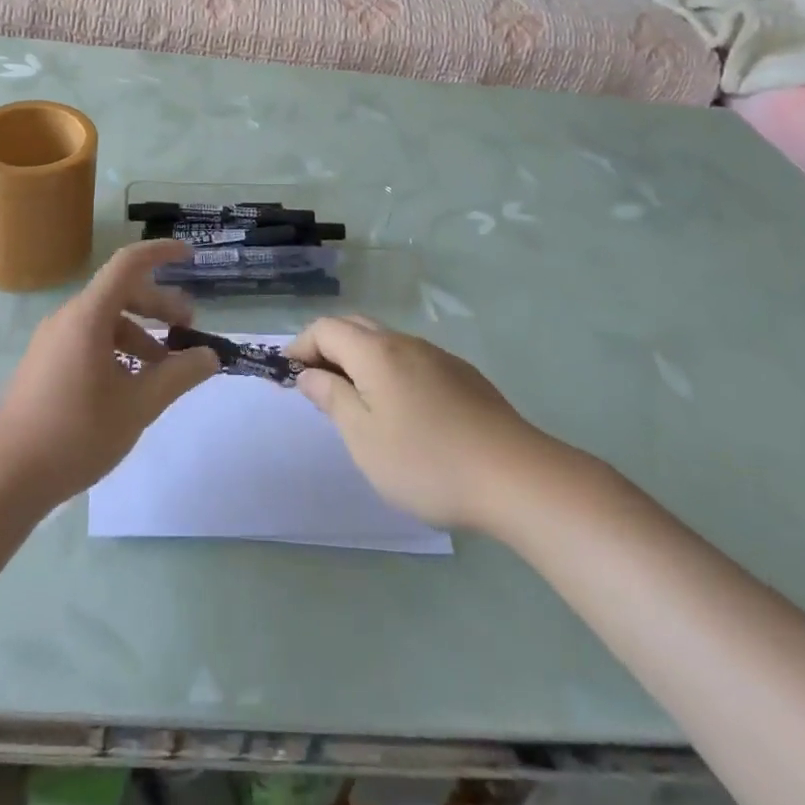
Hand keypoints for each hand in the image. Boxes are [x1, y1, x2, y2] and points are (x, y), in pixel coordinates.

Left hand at [0, 240, 218, 510]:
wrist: (4, 478)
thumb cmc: (75, 434)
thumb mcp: (138, 406)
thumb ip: (178, 375)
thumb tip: (210, 355)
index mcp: (88, 316)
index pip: (129, 263)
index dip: (161, 253)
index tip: (190, 256)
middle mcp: (68, 318)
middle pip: (120, 293)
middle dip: (159, 306)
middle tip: (187, 330)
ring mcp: (52, 341)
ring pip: (105, 321)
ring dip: (139, 333)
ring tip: (163, 368)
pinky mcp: (44, 364)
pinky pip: (88, 340)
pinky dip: (117, 349)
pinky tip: (130, 385)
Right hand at [287, 315, 557, 531]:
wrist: (516, 477)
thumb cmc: (427, 461)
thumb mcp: (364, 438)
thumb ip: (332, 399)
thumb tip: (309, 375)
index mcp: (376, 352)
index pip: (326, 328)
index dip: (301, 346)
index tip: (288, 376)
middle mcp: (405, 343)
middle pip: (356, 328)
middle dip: (328, 348)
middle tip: (316, 385)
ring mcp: (438, 357)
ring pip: (386, 343)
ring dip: (360, 360)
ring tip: (356, 401)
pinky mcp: (463, 377)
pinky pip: (412, 360)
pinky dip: (390, 372)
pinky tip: (402, 411)